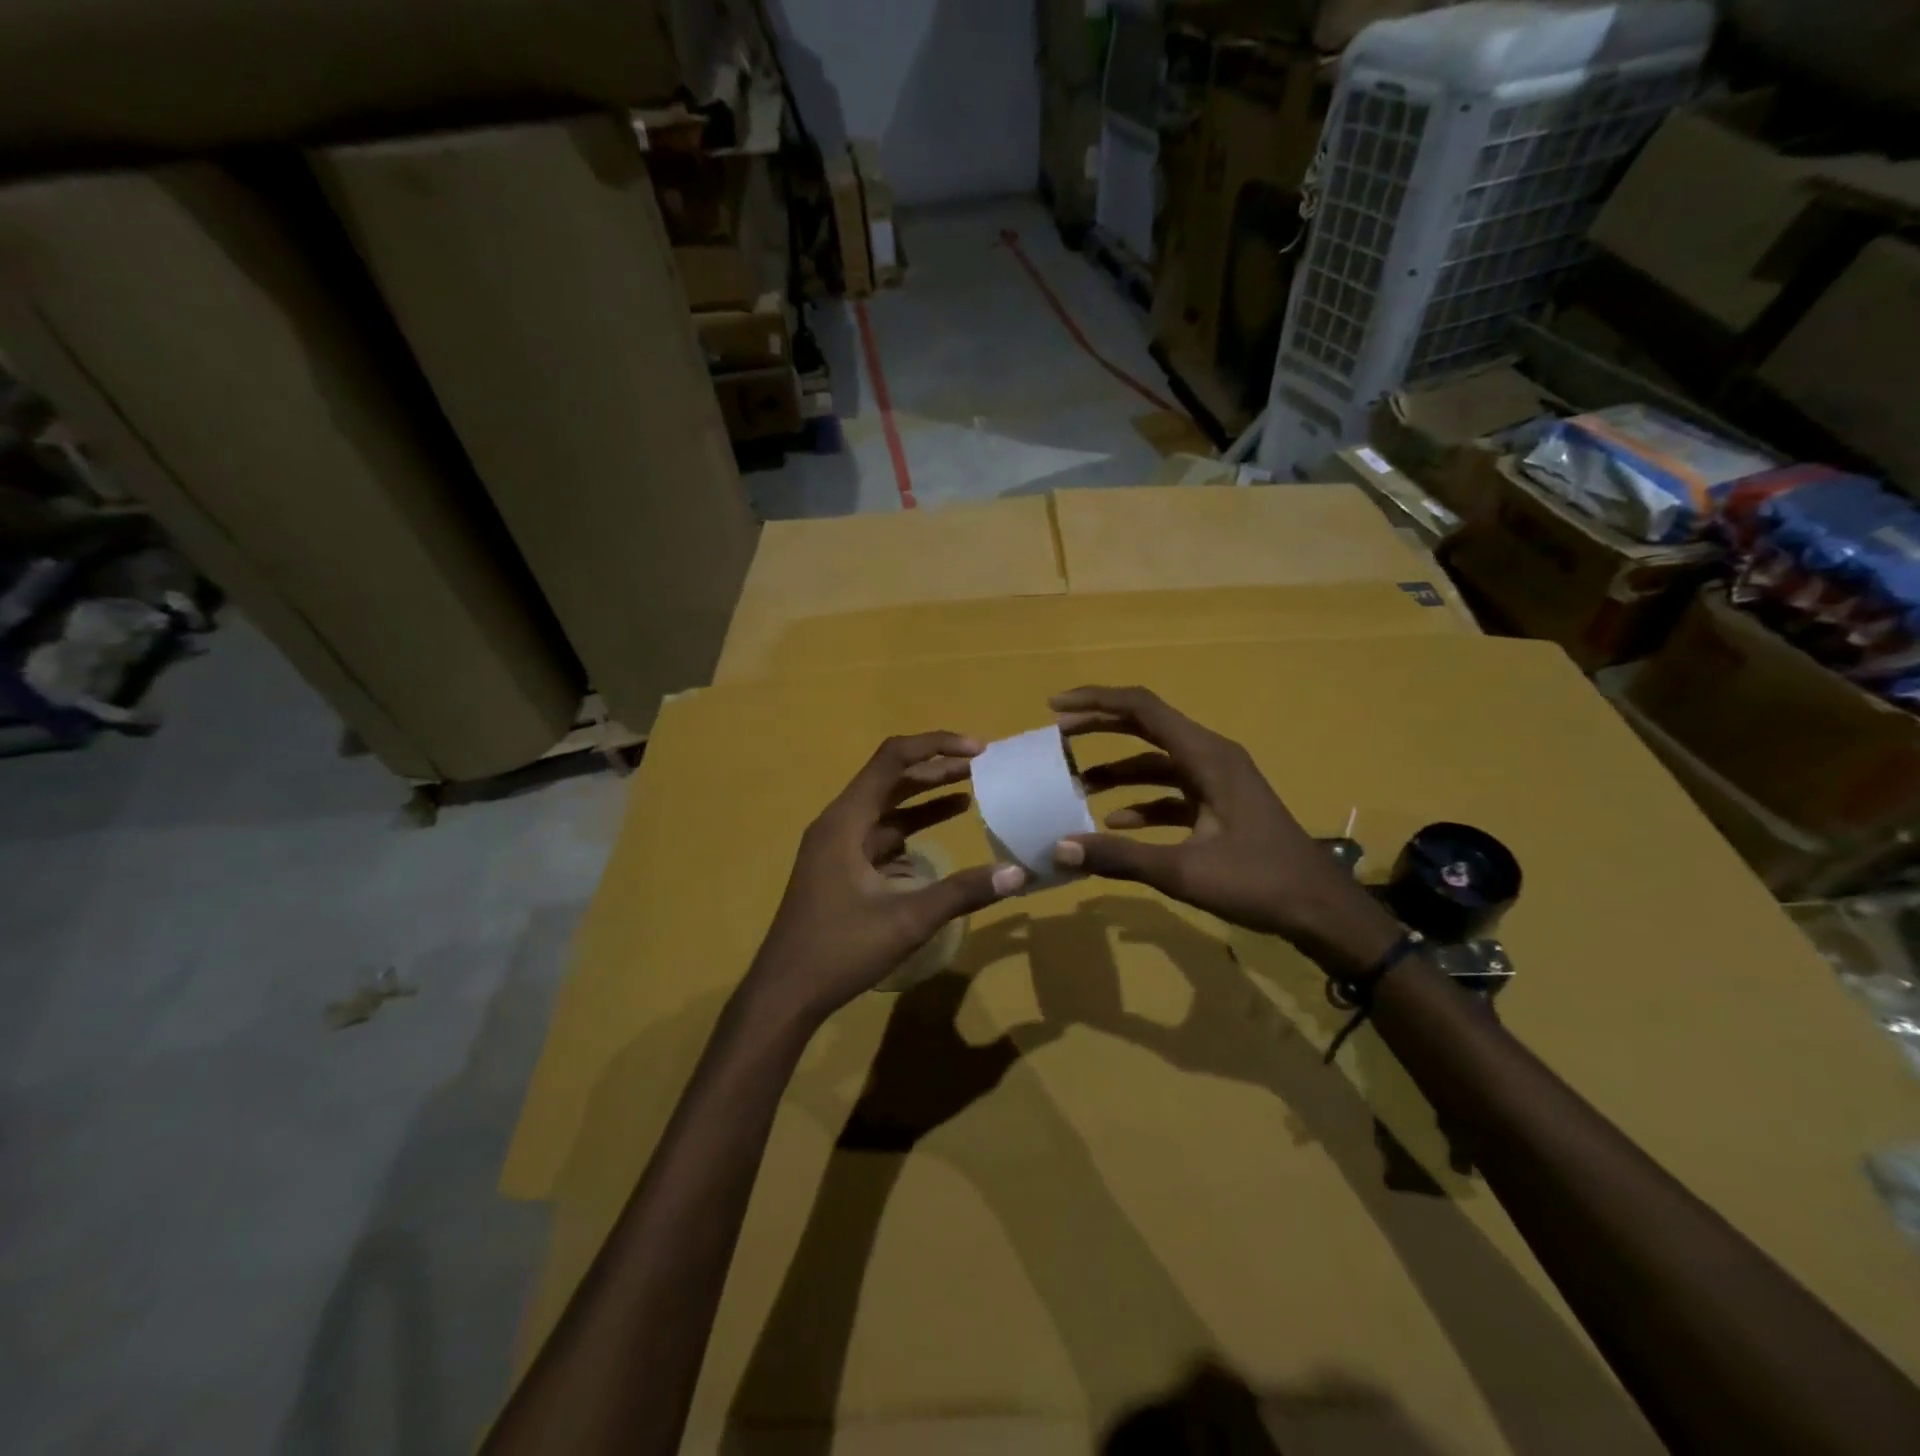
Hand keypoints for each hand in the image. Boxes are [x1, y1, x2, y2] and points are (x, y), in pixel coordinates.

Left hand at [742, 733, 1027, 1029]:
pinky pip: (879, 835)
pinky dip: (909, 829)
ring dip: (924, 799)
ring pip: (885, 808)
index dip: (936, 746)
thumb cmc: (840, 950)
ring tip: (969, 792)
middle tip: (981, 767)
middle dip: (935, 769)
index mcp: (846, 820)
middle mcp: (838, 823)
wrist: (785, 993)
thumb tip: (1017, 872)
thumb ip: (962, 892)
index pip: (893, 759)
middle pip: (890, 779)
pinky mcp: (840, 869)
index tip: (978, 750)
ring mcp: (836, 847)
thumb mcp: (907, 920)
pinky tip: (936, 838)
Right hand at [1050, 686, 1398, 972]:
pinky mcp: (1220, 806)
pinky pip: (1172, 792)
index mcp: (1207, 756)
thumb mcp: (1183, 872)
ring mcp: (1218, 782)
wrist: (1321, 911)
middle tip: (1058, 736)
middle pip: (1147, 727)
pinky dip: (1143, 802)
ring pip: (1157, 762)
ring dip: (1119, 771)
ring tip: (1077, 786)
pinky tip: (1117, 824)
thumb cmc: (1258, 882)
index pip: (1143, 709)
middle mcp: (1211, 757)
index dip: (1097, 701)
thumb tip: (1060, 849)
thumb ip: (1119, 857)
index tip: (1055, 707)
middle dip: (1101, 728)